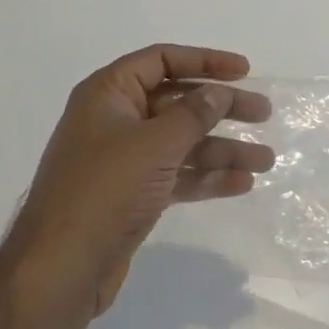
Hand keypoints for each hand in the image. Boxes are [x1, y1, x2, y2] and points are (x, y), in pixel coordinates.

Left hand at [11, 45, 273, 318]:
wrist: (61, 268)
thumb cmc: (105, 190)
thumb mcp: (154, 144)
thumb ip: (193, 114)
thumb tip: (219, 92)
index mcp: (108, 94)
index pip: (161, 60)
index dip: (204, 60)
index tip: (244, 71)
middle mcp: (115, 120)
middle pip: (178, 102)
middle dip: (222, 108)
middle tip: (264, 114)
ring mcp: (124, 160)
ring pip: (182, 143)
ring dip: (223, 149)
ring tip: (266, 160)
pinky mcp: (133, 195)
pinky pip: (177, 174)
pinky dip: (206, 177)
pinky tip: (241, 184)